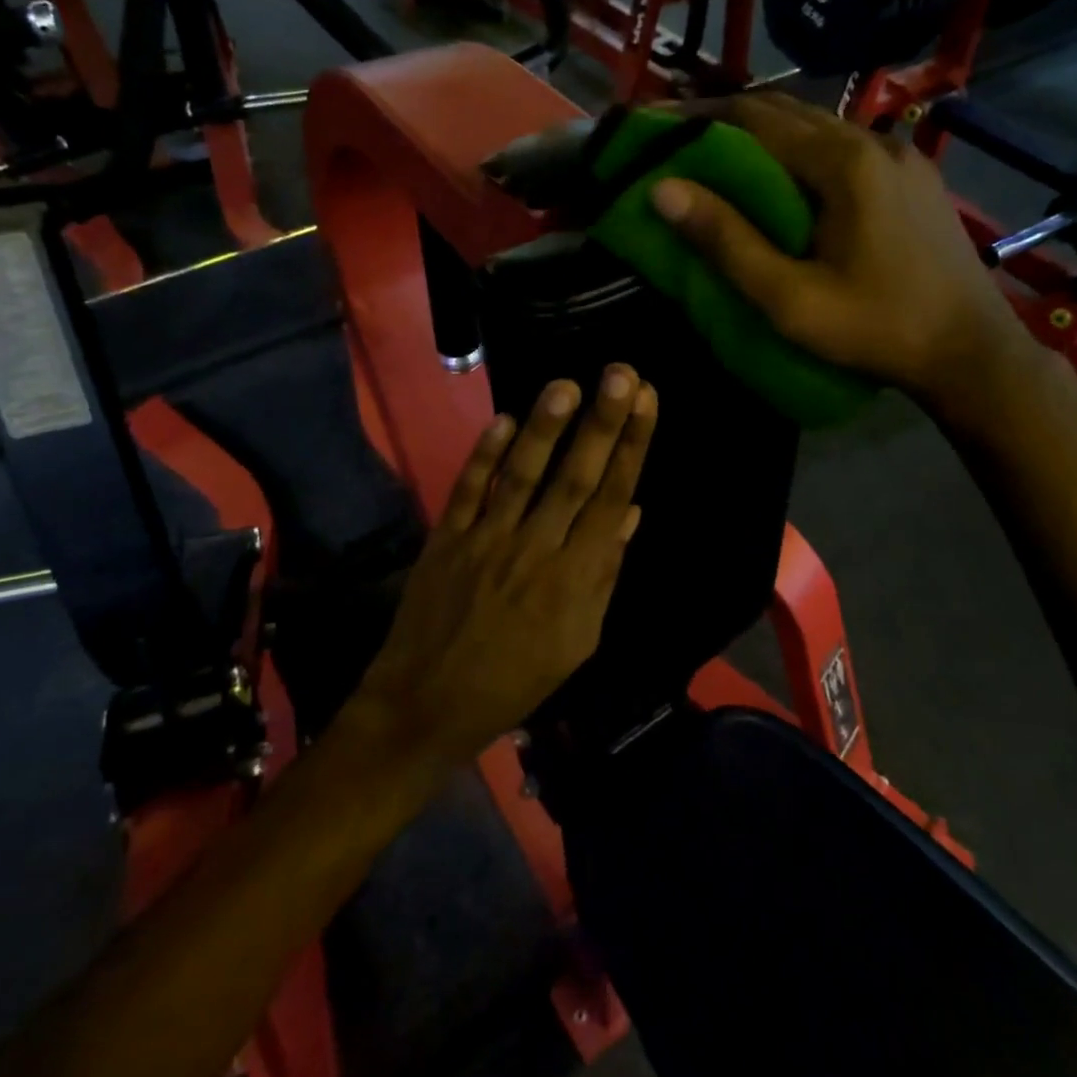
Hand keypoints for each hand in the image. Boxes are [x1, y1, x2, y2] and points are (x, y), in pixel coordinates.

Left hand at [342, 366, 658, 763]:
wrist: (429, 704)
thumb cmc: (515, 679)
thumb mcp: (578, 641)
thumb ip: (603, 574)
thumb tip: (631, 513)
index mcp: (575, 578)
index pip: (613, 499)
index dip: (632, 447)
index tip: (647, 401)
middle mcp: (536, 550)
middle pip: (576, 478)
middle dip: (603, 423)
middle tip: (621, 372)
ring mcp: (487, 541)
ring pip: (523, 475)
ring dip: (545, 428)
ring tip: (567, 384)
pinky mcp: (447, 539)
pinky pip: (468, 491)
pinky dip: (484, 455)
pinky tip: (502, 419)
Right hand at [650, 93, 1034, 420]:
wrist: (971, 352)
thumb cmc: (875, 330)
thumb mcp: (789, 298)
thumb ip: (727, 242)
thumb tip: (662, 190)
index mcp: (843, 163)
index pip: (754, 118)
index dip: (698, 118)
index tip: (654, 124)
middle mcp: (874, 140)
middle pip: (786, 111)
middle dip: (726, 119)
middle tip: (676, 137)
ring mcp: (900, 155)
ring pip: (817, 126)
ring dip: (764, 133)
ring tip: (719, 153)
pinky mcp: (913, 176)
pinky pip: (843, 146)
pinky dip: (800, 149)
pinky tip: (784, 177)